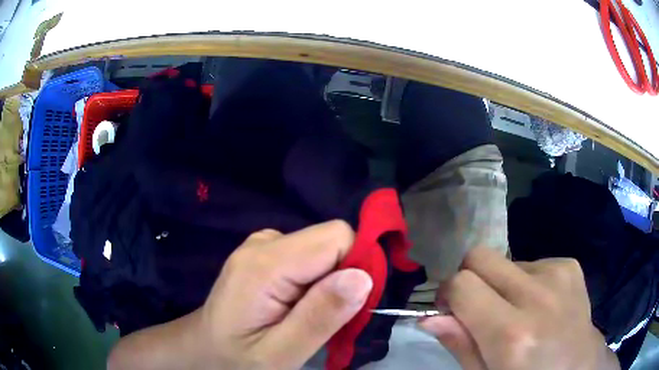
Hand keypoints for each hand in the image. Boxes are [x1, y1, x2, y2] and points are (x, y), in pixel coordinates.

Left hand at [107, 220, 372, 369]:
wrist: (205, 348)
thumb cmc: (238, 358)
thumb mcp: (281, 352)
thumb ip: (320, 316)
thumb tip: (363, 276)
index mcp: (264, 264)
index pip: (336, 238)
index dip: (358, 266)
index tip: (353, 305)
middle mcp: (263, 242)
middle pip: (331, 240)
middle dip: (344, 277)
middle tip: (327, 318)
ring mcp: (262, 243)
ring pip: (323, 248)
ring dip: (330, 282)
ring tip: (307, 315)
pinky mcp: (266, 251)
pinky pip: (309, 255)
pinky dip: (316, 279)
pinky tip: (296, 304)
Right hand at [419, 247, 618, 369]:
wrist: (579, 367)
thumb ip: (460, 345)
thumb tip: (430, 316)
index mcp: (512, 335)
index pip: (461, 284)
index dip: (448, 295)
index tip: (451, 311)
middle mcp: (538, 297)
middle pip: (481, 256)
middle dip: (470, 278)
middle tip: (478, 307)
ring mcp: (558, 275)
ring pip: (506, 261)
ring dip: (501, 285)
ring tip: (517, 313)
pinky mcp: (570, 266)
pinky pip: (532, 263)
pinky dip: (526, 282)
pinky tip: (539, 305)